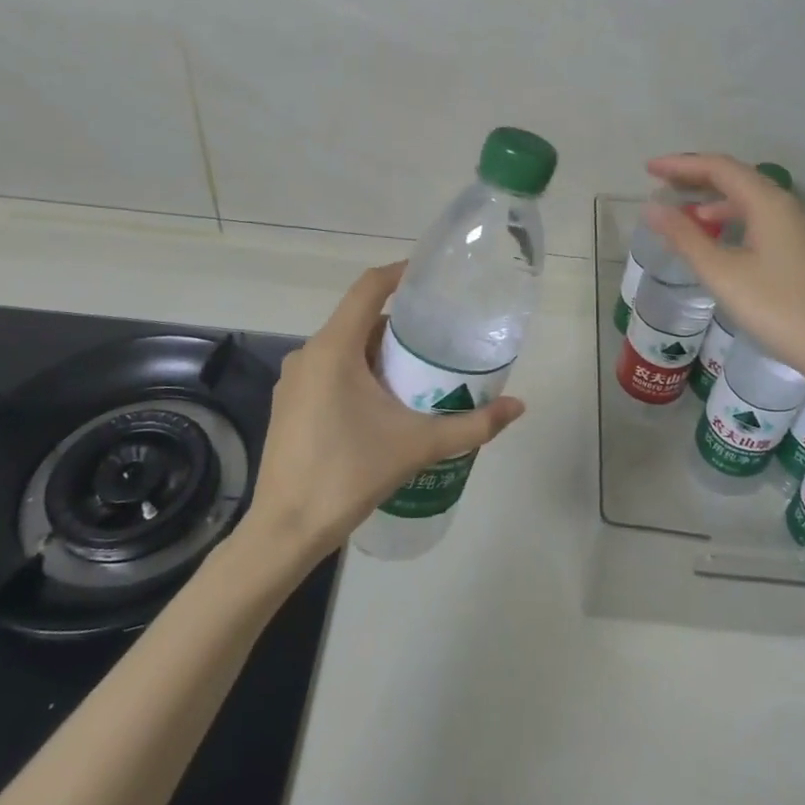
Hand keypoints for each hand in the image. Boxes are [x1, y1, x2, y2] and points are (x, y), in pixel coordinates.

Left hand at [241, 263, 525, 561]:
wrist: (285, 531)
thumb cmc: (349, 475)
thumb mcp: (418, 446)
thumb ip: (472, 425)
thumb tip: (519, 407)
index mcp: (333, 349)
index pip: (368, 288)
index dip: (400, 273)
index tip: (432, 277)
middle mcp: (308, 354)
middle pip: (359, 320)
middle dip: (400, 326)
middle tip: (439, 339)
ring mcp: (293, 381)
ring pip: (344, 348)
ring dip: (379, 353)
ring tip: (419, 372)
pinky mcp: (289, 405)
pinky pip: (329, 371)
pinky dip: (358, 373)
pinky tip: (383, 404)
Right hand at [643, 153, 804, 378]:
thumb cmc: (780, 309)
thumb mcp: (723, 274)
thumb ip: (686, 237)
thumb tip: (652, 208)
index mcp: (769, 203)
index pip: (719, 168)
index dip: (681, 165)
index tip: (649, 169)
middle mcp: (789, 206)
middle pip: (738, 178)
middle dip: (697, 178)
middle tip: (662, 184)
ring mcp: (802, 229)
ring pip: (752, 201)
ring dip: (716, 202)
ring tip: (686, 216)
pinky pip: (764, 221)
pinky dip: (735, 221)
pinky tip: (722, 243)